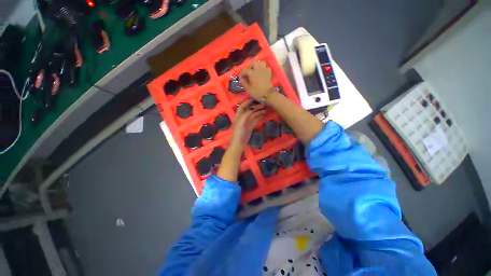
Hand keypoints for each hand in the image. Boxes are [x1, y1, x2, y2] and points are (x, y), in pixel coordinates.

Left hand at [230, 99, 265, 147]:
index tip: (254, 98)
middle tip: (263, 104)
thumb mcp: (241, 121)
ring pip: (253, 114)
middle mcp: (243, 117)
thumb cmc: (239, 131)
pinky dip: (259, 117)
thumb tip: (253, 108)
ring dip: (259, 111)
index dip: (247, 102)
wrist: (239, 142)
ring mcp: (247, 122)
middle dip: (255, 106)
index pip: (242, 106)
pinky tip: (264, 115)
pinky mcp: (250, 126)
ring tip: (266, 109)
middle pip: (249, 110)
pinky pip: (255, 120)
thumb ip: (246, 114)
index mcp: (238, 115)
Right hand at [240, 61, 273, 100]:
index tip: (240, 78)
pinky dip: (264, 69)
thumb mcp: (248, 89)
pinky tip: (262, 72)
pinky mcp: (269, 73)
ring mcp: (264, 70)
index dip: (241, 74)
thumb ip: (244, 83)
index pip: (244, 70)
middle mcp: (258, 69)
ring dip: (257, 65)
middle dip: (249, 66)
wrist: (268, 95)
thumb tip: (241, 79)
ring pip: (261, 63)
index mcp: (252, 73)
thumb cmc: (257, 92)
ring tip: (255, 70)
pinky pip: (266, 67)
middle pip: (253, 63)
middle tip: (248, 72)